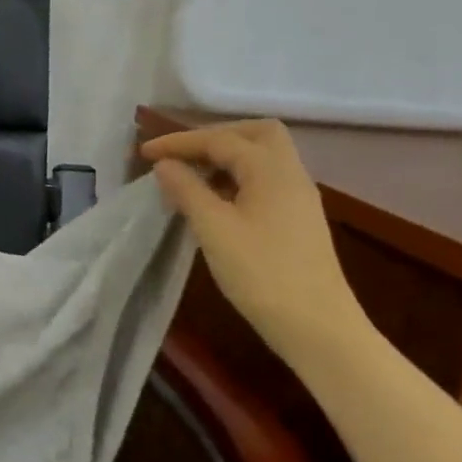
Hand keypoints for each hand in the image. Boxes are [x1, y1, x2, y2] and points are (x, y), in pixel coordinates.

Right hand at [141, 119, 369, 364]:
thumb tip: (165, 165)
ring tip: (190, 176)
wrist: (316, 326)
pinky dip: (236, 178)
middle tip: (180, 154)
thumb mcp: (214, 228)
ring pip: (262, 158)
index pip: (221, 140)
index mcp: (272, 170)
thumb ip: (187, 189)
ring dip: (225, 157)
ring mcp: (298, 198)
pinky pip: (264, 181)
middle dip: (214, 137)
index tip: (144, 153)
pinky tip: (213, 200)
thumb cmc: (261, 273)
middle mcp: (290, 174)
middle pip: (256, 135)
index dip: (180, 142)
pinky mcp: (297, 220)